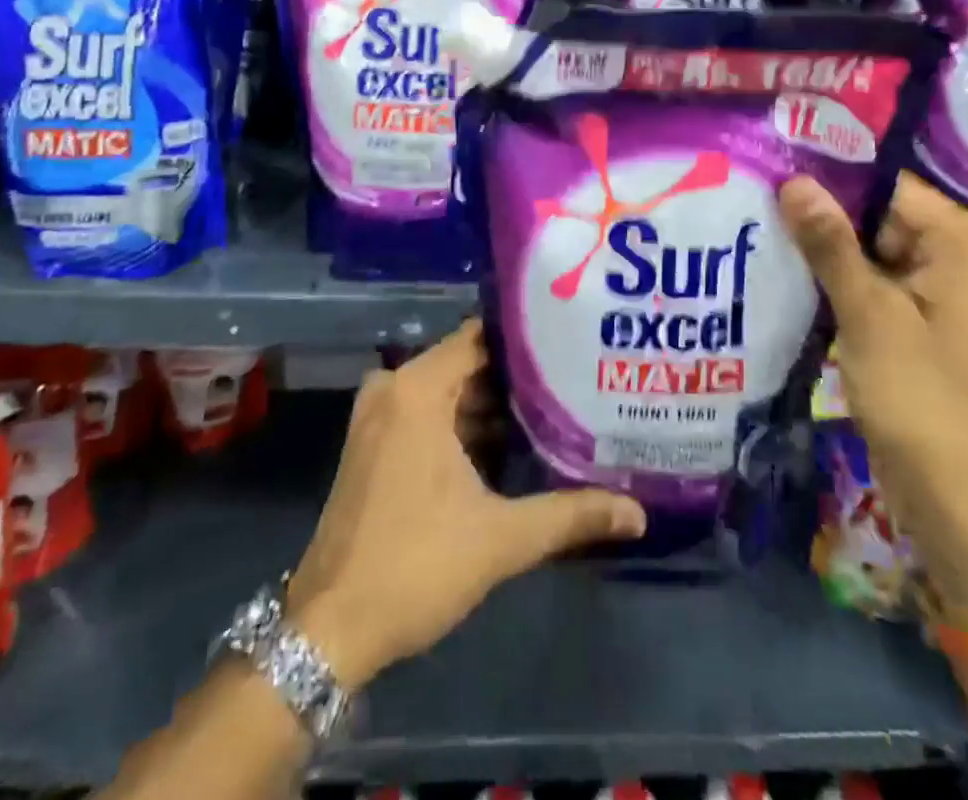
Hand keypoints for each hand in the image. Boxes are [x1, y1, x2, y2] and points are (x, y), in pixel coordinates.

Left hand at [285, 319, 645, 687]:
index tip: (571, 342)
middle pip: (467, 364)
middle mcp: (393, 388)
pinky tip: (510, 443)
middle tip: (575, 378)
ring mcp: (379, 416)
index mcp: (416, 389)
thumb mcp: (500, 539)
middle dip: (518, 377)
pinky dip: (464, 424)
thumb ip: (571, 516)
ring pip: (449, 392)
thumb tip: (638, 514)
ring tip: (555, 407)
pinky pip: (429, 413)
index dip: (527, 340)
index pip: (481, 337)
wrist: (329, 629)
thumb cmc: (414, 566)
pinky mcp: (375, 444)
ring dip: (493, 404)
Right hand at [780, 172, 967, 613]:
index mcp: (967, 244)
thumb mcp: (869, 315)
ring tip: (760, 236)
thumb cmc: (921, 400)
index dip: (830, 182)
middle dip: (823, 220)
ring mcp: (944, 293)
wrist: (958, 502)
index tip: (770, 175)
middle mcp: (963, 258)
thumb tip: (794, 180)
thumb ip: (830, 243)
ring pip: (872, 252)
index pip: (888, 188)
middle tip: (755, 208)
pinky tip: (789, 278)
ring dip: (825, 254)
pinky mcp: (924, 323)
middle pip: (880, 217)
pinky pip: (876, 284)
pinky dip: (839, 284)